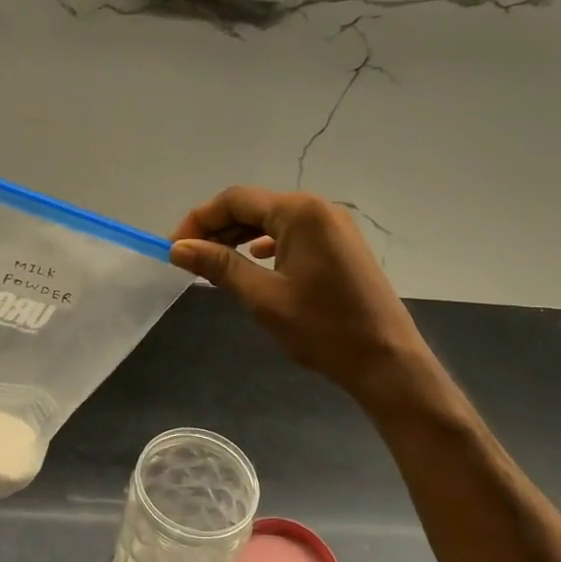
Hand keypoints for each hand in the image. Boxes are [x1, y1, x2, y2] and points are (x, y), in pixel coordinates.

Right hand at [170, 187, 462, 418]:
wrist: (386, 361)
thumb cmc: (323, 329)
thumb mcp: (263, 298)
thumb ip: (219, 266)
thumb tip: (178, 249)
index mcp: (299, 212)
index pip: (235, 200)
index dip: (199, 220)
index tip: (174, 248)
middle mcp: (318, 208)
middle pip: (254, 206)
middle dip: (218, 228)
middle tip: (188, 258)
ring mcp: (333, 225)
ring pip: (273, 220)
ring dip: (240, 236)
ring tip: (213, 262)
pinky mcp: (340, 244)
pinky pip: (293, 233)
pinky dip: (267, 244)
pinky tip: (255, 260)